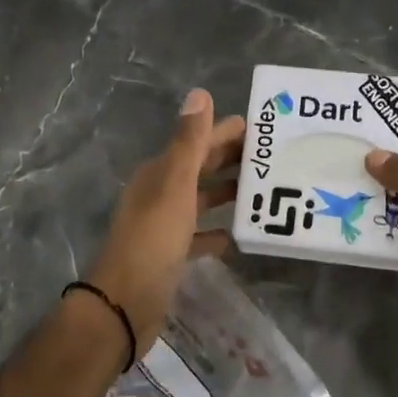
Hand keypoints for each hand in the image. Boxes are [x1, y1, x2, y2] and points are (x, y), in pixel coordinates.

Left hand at [85, 89, 243, 357]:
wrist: (126, 302)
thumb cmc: (154, 239)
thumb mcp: (175, 185)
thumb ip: (189, 142)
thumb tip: (200, 93)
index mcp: (159, 173)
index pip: (197, 142)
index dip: (225, 132)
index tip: (263, 129)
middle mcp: (159, 193)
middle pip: (199, 168)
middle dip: (231, 159)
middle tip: (271, 156)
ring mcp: (164, 225)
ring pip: (200, 200)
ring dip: (226, 193)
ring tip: (262, 191)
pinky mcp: (170, 254)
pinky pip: (199, 235)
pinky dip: (217, 230)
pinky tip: (238, 234)